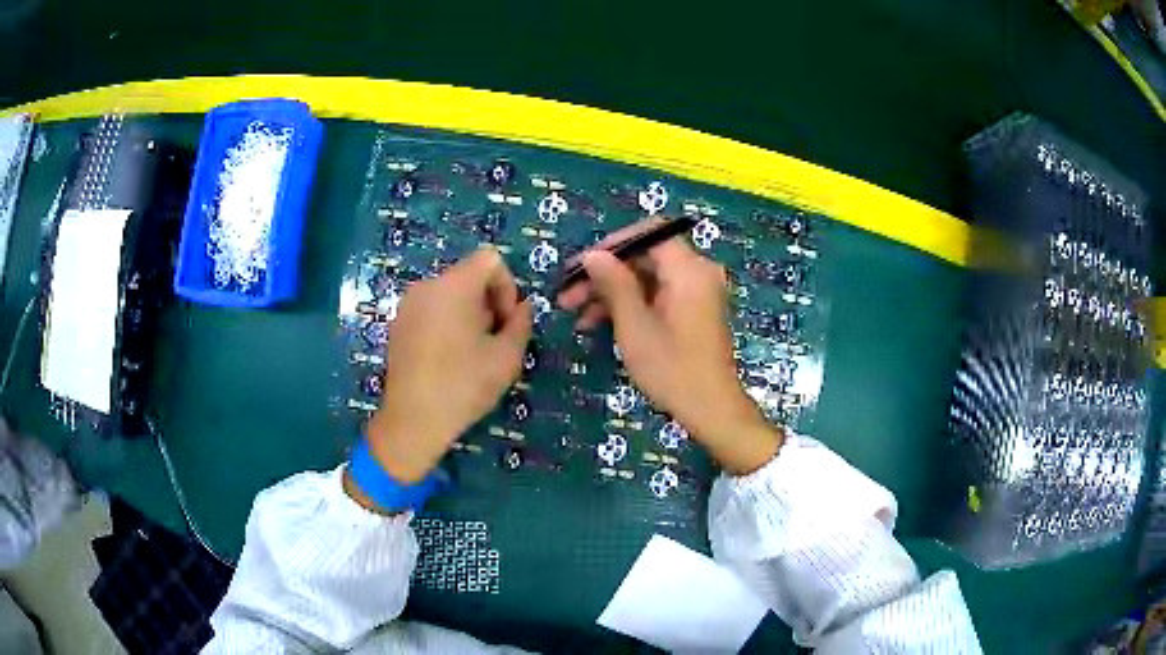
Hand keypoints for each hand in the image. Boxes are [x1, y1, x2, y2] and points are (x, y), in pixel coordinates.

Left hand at [364, 248, 531, 484]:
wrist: (413, 420)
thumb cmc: (464, 385)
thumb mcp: (507, 357)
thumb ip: (521, 323)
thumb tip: (523, 307)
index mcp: (454, 285)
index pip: (490, 259)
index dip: (507, 286)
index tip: (505, 322)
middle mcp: (427, 285)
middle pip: (468, 276)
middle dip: (488, 302)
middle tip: (493, 340)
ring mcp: (407, 305)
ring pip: (449, 293)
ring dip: (468, 313)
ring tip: (472, 352)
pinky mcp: (397, 324)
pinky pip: (430, 309)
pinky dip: (446, 322)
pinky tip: (447, 359)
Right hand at [558, 221, 781, 474]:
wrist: (712, 410)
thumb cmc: (672, 369)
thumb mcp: (635, 327)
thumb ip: (614, 284)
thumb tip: (592, 255)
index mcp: (689, 270)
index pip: (649, 233)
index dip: (611, 245)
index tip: (581, 266)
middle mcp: (698, 272)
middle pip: (645, 256)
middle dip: (605, 273)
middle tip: (569, 296)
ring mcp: (697, 292)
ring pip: (648, 277)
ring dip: (612, 292)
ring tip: (577, 315)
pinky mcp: (693, 310)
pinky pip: (658, 295)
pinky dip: (631, 304)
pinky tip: (600, 324)